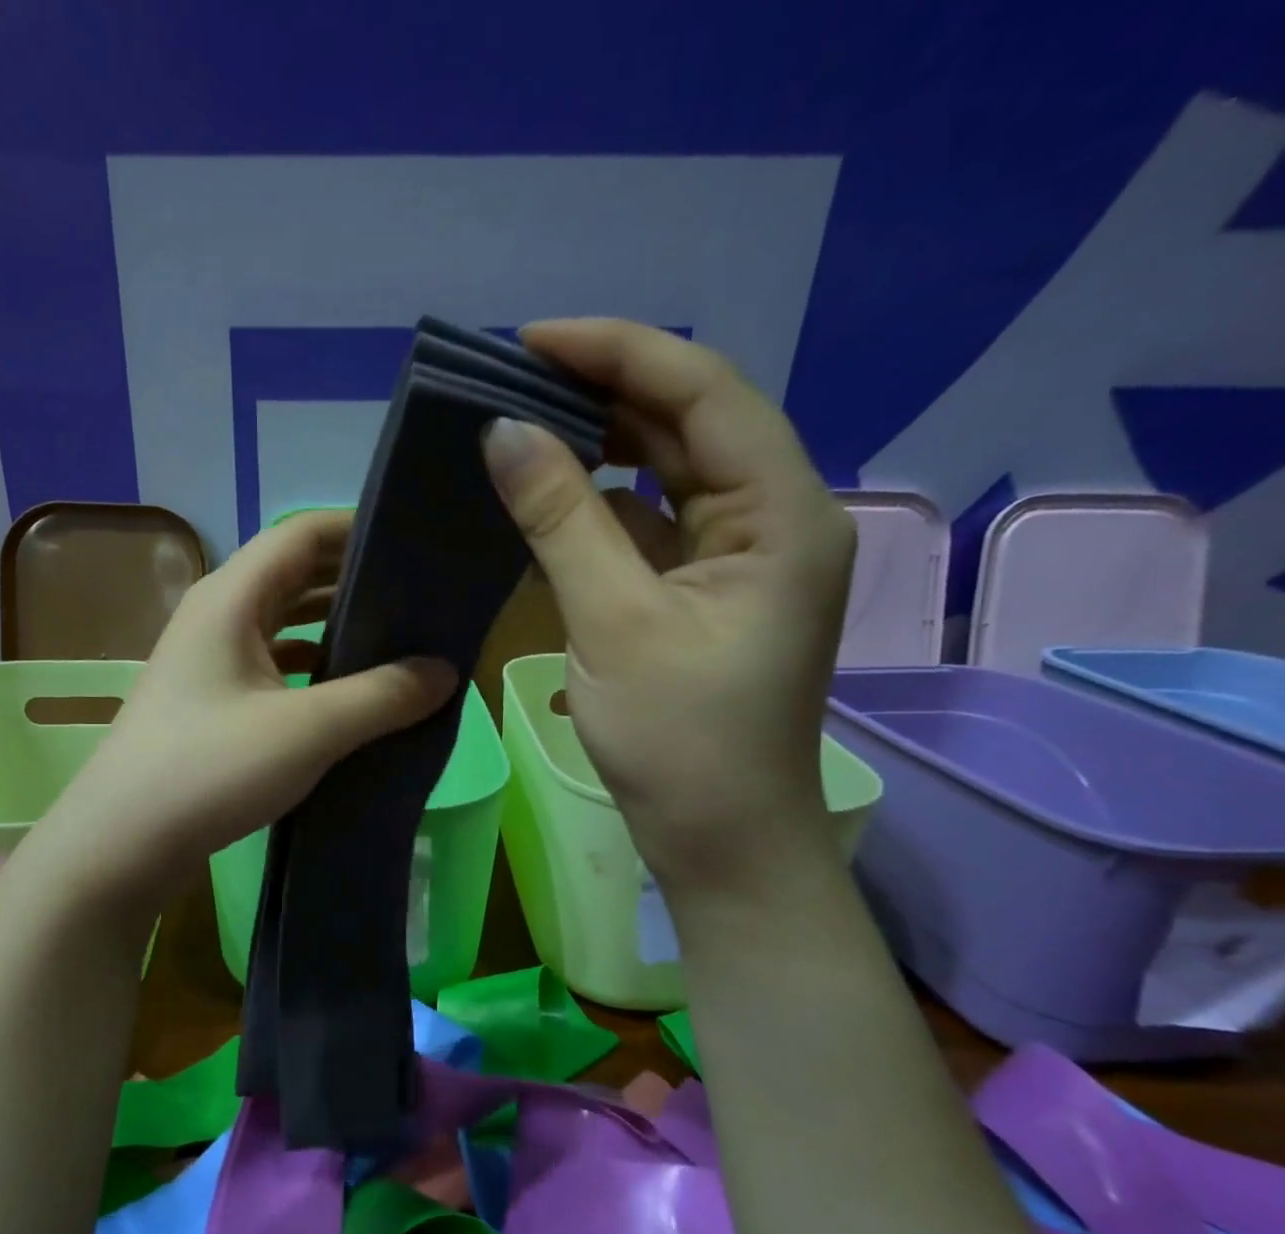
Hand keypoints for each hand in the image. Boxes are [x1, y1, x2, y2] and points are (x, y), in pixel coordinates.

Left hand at [39, 509, 458, 911]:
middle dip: (356, 578)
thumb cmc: (211, 769)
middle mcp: (217, 613)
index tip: (418, 544)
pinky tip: (348, 690)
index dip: (360, 529)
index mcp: (232, 596)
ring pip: (284, 621)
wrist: (123, 842)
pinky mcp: (211, 698)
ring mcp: (209, 658)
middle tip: (422, 594)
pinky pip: (272, 661)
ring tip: (397, 639)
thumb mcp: (308, 730)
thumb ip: (383, 696)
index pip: (304, 533)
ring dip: (335, 624)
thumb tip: (446, 672)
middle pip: (295, 573)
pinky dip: (312, 664)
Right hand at [482, 318, 854, 892]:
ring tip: (523, 425)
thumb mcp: (613, 622)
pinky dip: (602, 506)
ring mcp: (740, 557)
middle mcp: (774, 518)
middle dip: (606, 391)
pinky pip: (653, 524)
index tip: (530, 341)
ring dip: (600, 446)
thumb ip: (561, 520)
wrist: (720, 841)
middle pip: (690, 423)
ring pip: (669, 473)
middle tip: (514, 378)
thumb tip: (503, 433)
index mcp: (782, 513)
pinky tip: (549, 499)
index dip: (619, 352)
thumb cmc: (680, 741)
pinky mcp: (706, 591)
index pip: (704, 392)